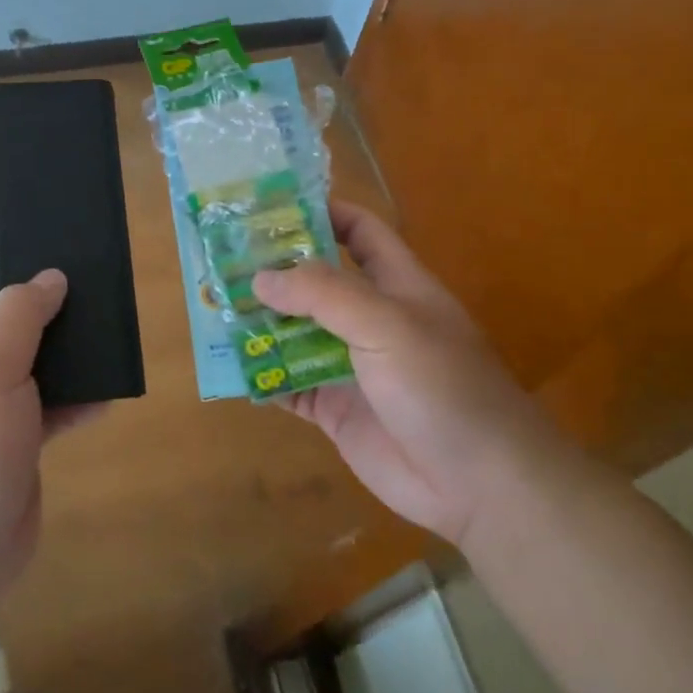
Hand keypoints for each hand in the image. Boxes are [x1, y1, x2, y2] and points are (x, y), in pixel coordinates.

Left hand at [0, 254, 92, 629]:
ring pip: (28, 357)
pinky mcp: (15, 436)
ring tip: (103, 335)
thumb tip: (50, 277)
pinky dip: (74, 398)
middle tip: (82, 289)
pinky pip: (48, 403)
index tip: (30, 257)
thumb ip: (20, 313)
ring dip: (63, 349)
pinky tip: (106, 396)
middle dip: (37, 302)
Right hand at [252, 202, 565, 547]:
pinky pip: (289, 385)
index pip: (360, 230)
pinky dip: (262, 376)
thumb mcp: (387, 324)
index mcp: (395, 284)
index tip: (269, 208)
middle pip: (315, 282)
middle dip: (273, 270)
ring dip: (260, 323)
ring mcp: (350, 365)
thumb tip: (261, 277)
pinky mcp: (334, 408)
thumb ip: (324, 294)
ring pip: (295, 333)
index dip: (322, 212)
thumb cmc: (442, 386)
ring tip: (212, 308)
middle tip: (220, 260)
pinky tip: (230, 368)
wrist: (480, 484)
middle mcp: (369, 319)